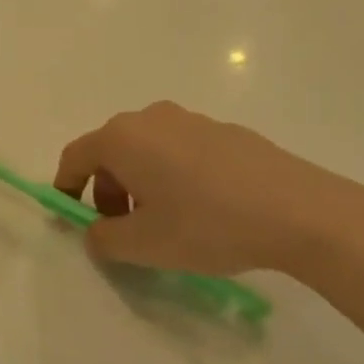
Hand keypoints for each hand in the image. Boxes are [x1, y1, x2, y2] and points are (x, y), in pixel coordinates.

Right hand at [53, 102, 363, 279]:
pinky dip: (174, 174)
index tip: (72, 217)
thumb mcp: (144, 245)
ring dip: (141, 182)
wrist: (298, 210)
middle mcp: (150, 118)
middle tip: (123, 229)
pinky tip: (203, 209)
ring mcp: (190, 119)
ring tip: (165, 222)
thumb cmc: (206, 224)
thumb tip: (95, 233)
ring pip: (147, 150)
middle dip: (106, 190)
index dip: (66, 187)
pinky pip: (180, 150)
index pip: (76, 157)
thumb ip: (104, 240)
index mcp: (122, 138)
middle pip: (111, 151)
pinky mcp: (223, 130)